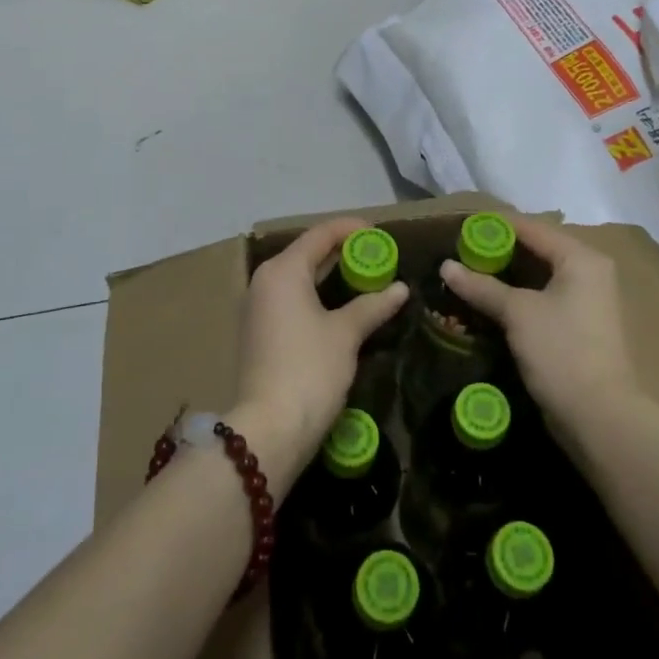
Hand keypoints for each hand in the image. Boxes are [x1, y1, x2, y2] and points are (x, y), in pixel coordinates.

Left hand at [233, 217, 409, 486]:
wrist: (270, 429)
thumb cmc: (309, 370)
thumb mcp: (346, 334)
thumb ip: (372, 306)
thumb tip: (400, 289)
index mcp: (282, 271)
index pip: (320, 235)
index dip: (350, 229)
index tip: (379, 232)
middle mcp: (265, 281)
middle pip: (307, 253)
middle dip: (342, 252)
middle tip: (378, 256)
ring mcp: (258, 308)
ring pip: (299, 278)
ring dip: (330, 276)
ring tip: (365, 279)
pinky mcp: (259, 332)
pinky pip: (292, 299)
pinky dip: (317, 296)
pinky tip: (342, 307)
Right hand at [440, 215, 638, 436]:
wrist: (599, 417)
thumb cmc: (561, 351)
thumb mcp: (517, 313)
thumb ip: (481, 286)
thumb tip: (446, 266)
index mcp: (581, 258)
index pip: (532, 228)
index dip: (496, 226)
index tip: (461, 227)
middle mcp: (589, 272)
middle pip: (537, 250)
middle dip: (499, 251)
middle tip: (461, 252)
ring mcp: (587, 301)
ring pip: (539, 276)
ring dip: (506, 276)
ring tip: (470, 274)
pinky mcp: (580, 326)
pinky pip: (544, 298)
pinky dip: (519, 296)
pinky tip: (491, 302)